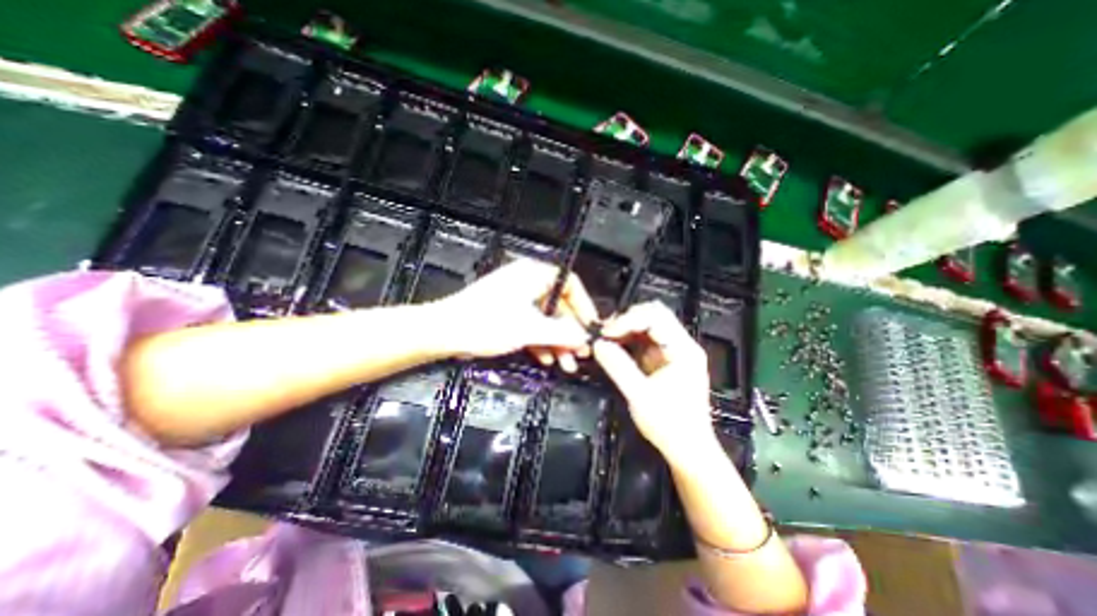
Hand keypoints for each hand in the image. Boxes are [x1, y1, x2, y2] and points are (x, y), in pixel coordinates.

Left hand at [429, 255, 599, 370]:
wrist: (444, 332)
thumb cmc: (485, 323)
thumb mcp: (530, 329)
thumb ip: (562, 333)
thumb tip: (585, 337)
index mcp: (534, 274)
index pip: (571, 286)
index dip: (585, 308)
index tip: (591, 329)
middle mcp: (528, 281)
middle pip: (559, 306)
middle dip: (570, 332)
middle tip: (580, 353)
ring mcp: (517, 297)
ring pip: (546, 318)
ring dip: (557, 341)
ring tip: (566, 363)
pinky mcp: (508, 311)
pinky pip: (532, 324)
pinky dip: (541, 341)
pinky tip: (546, 359)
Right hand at [591, 301, 721, 462]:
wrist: (687, 449)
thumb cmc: (670, 426)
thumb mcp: (640, 396)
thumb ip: (618, 367)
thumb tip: (598, 345)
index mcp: (683, 350)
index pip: (656, 317)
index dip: (629, 320)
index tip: (607, 332)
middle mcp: (681, 345)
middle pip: (654, 315)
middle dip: (627, 319)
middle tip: (605, 332)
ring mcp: (673, 351)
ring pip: (648, 324)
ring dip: (626, 328)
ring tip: (606, 338)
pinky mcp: (664, 359)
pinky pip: (644, 339)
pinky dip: (628, 339)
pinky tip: (615, 345)